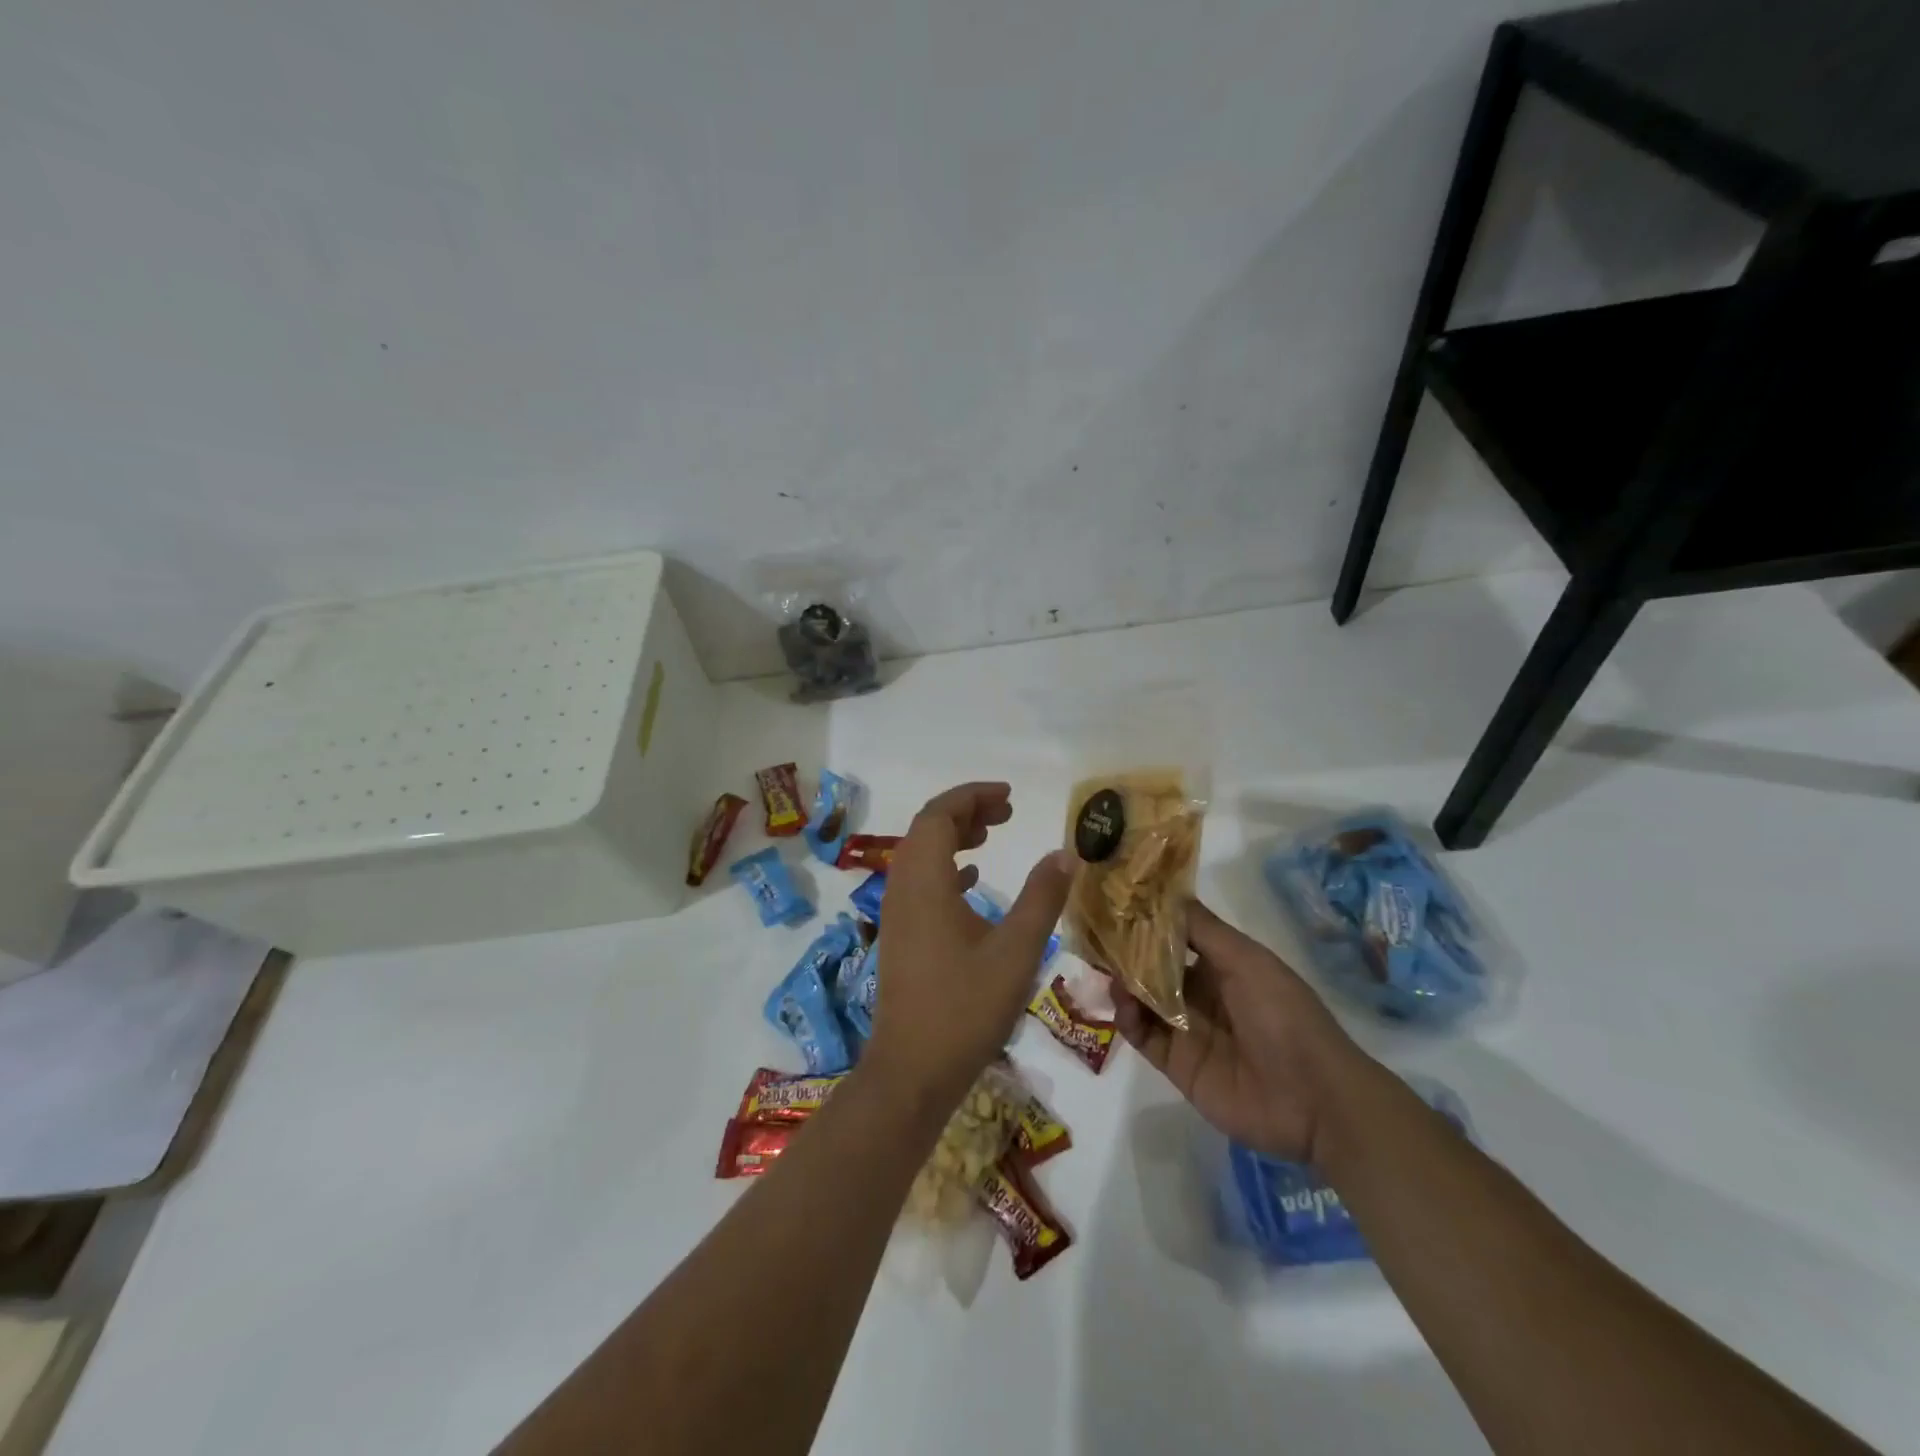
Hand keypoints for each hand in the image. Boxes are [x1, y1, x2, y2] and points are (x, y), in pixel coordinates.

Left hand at [866, 783, 1073, 1105]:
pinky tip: (972, 879)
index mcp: (924, 881)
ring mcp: (897, 913)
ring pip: (921, 855)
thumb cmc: (965, 1008)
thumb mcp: (1016, 951)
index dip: (972, 796)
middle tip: (1007, 812)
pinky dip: (947, 868)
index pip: (939, 815)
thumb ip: (1041, 898)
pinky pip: (920, 882)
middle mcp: (902, 888)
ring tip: (992, 834)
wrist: (912, 1070)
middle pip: (927, 829)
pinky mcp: (901, 935)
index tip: (1009, 796)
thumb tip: (1064, 854)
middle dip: (965, 812)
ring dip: (954, 837)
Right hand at [1112, 901, 1364, 1163]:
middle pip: (1154, 968)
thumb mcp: (1246, 960)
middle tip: (1094, 934)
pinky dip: (1128, 1019)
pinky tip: (1122, 1003)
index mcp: (1223, 965)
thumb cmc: (1283, 1014)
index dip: (1148, 921)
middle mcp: (1202, 993)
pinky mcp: (1177, 1064)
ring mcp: (1187, 1030)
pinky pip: (1143, 1036)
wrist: (1313, 1098)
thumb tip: (1163, 892)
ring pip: (1144, 1000)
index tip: (1116, 901)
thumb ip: (1202, 928)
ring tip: (1106, 970)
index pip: (1176, 936)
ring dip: (1125, 984)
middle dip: (1127, 952)